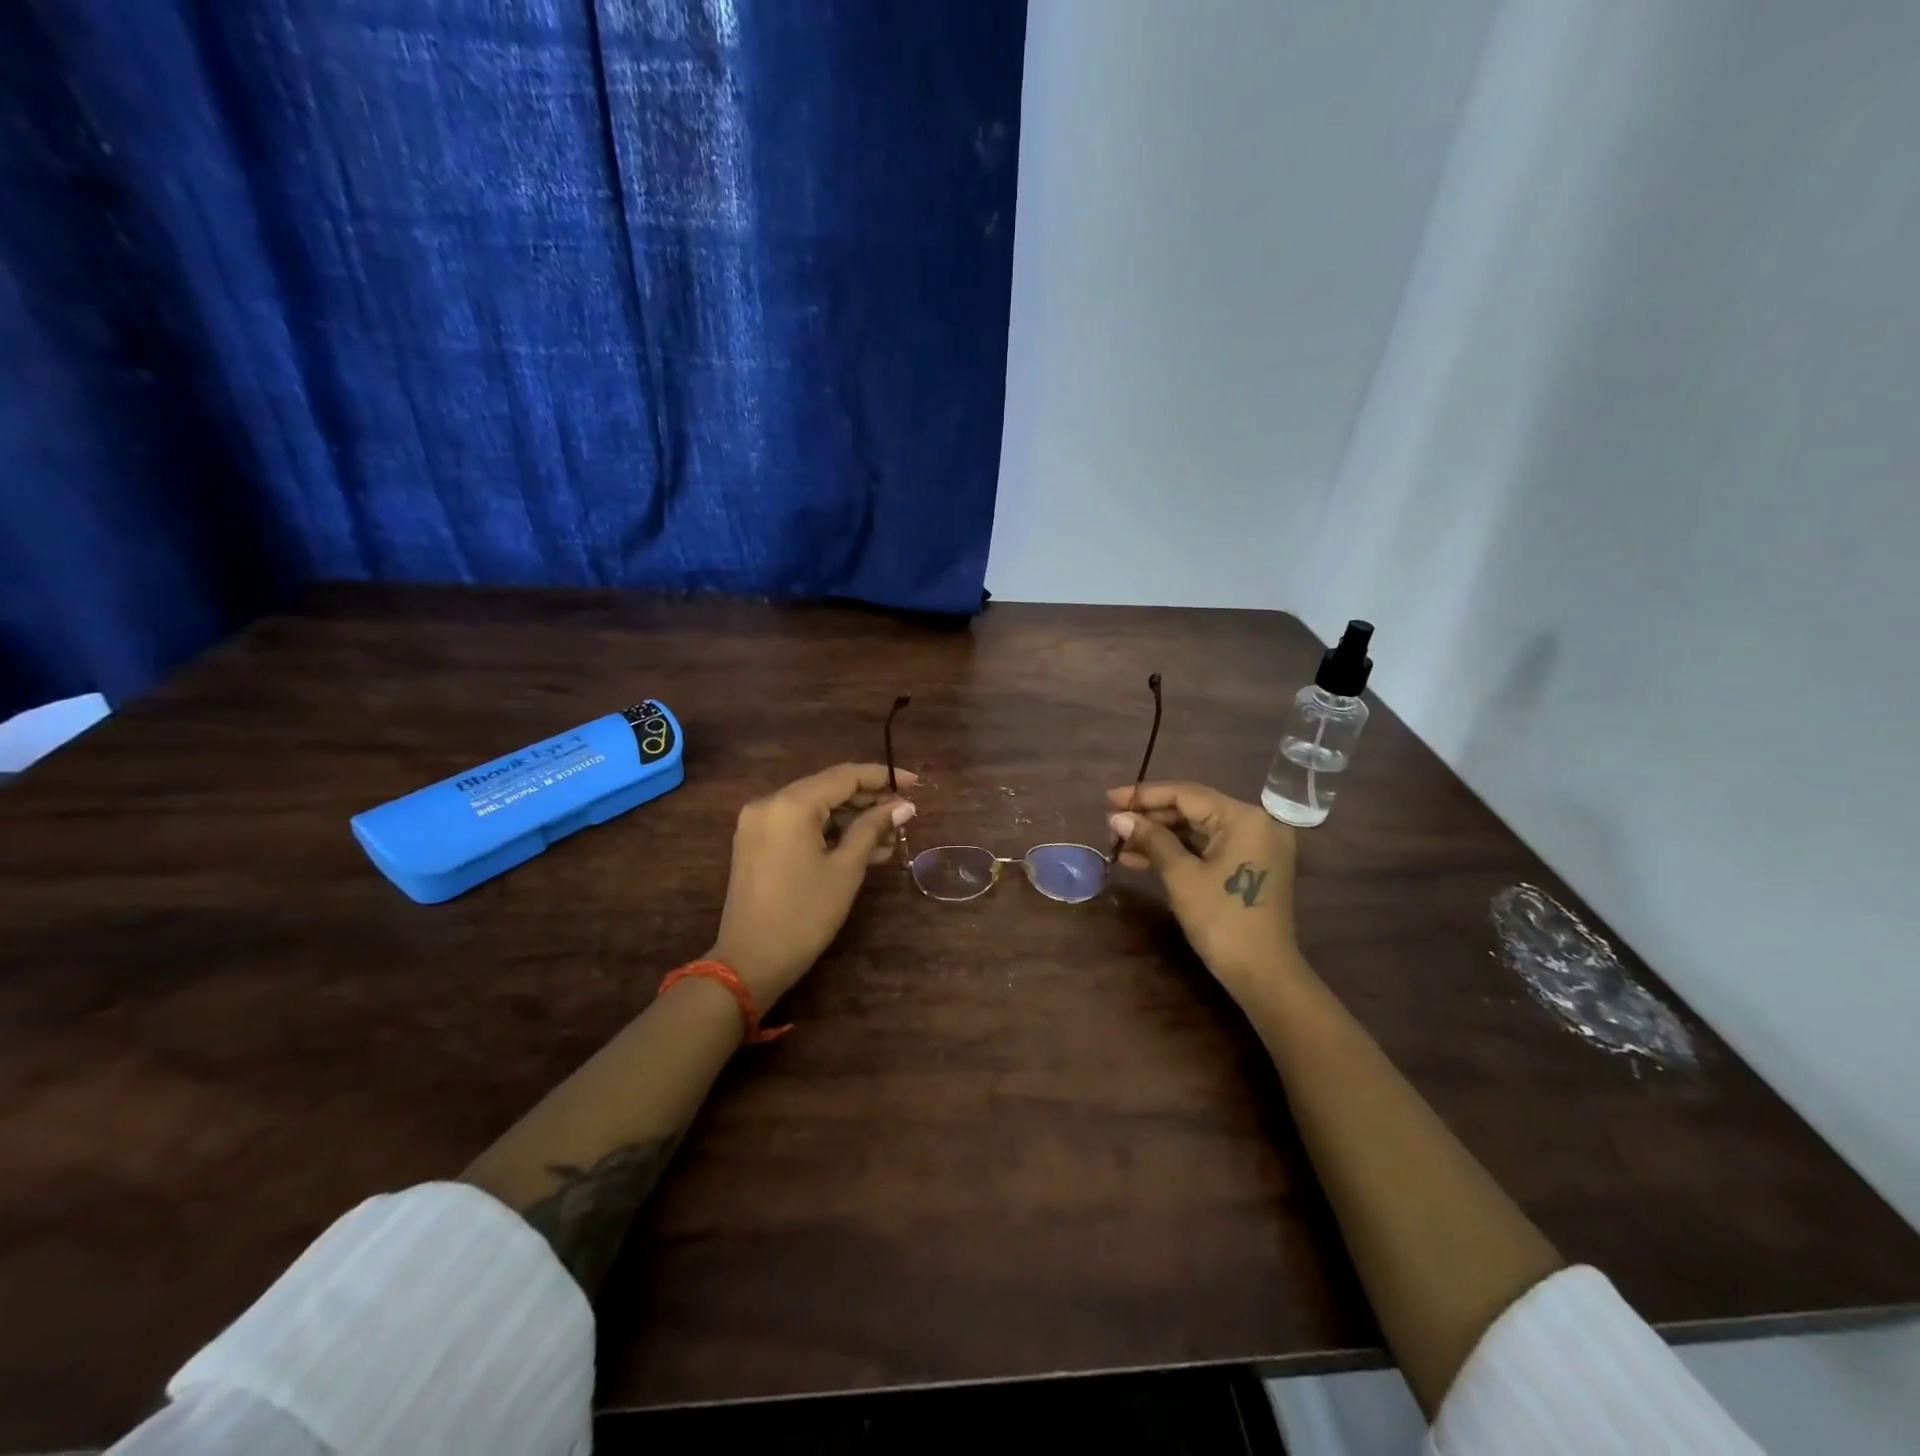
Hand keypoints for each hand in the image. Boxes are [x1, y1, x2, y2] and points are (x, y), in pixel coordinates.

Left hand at [709, 763, 916, 1007]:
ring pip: (815, 808)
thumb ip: (873, 828)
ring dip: (851, 819)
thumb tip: (903, 807)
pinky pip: (800, 825)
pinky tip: (862, 848)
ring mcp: (759, 823)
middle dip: (868, 800)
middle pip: (828, 789)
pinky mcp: (757, 843)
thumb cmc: (804, 915)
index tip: (914, 784)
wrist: (749, 962)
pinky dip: (829, 832)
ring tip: (890, 838)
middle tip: (904, 815)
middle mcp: (769, 803)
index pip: (844, 776)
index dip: (882, 776)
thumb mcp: (846, 869)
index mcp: (790, 804)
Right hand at [1107, 782, 1299, 992]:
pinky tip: (1140, 859)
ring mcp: (1254, 846)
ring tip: (1119, 843)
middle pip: (1192, 810)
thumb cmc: (1222, 920)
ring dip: (1158, 837)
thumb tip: (1118, 817)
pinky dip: (1176, 853)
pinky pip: (1206, 849)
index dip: (1143, 795)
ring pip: (1196, 830)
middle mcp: (1255, 823)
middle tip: (1111, 825)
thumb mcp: (1181, 876)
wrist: (1263, 975)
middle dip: (1149, 818)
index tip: (1109, 799)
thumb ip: (1150, 839)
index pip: (1186, 795)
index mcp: (1244, 818)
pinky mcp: (1248, 866)